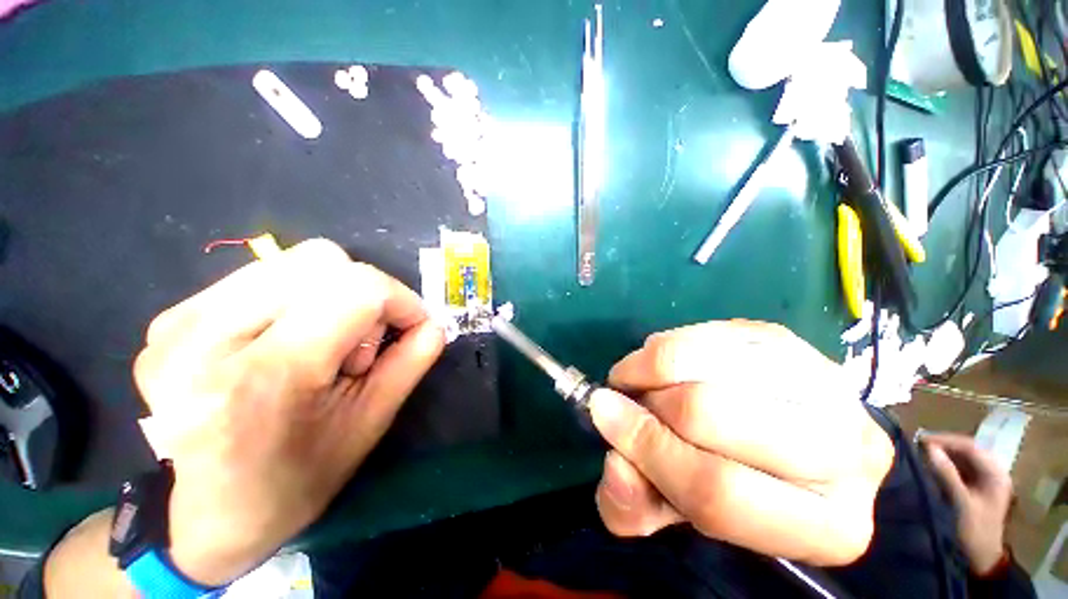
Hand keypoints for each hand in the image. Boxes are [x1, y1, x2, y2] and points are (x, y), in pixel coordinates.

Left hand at [133, 239, 444, 585]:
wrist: (200, 520)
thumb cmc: (293, 483)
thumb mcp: (367, 425)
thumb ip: (410, 363)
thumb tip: (434, 323)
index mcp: (266, 377)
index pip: (357, 289)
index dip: (401, 299)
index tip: (413, 324)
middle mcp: (208, 337)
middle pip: (322, 260)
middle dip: (365, 294)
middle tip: (359, 343)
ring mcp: (179, 324)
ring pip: (292, 262)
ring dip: (330, 295)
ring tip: (321, 345)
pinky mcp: (169, 320)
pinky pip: (260, 277)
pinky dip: (296, 299)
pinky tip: (286, 342)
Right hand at [588, 320, 894, 565]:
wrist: (779, 435)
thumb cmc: (731, 483)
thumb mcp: (674, 511)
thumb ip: (634, 505)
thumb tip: (615, 462)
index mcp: (825, 527)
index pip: (716, 490)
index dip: (646, 448)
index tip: (601, 411)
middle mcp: (846, 456)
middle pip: (714, 415)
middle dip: (650, 402)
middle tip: (628, 399)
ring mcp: (822, 384)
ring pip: (709, 364)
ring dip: (654, 368)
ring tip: (643, 380)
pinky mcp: (789, 341)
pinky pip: (708, 333)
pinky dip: (668, 345)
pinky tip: (664, 362)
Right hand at [923, 433, 1012, 573]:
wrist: (981, 558)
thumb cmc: (973, 530)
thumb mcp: (960, 503)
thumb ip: (946, 474)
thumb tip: (927, 448)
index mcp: (995, 473)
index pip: (970, 447)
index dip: (946, 441)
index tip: (920, 439)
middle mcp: (993, 472)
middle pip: (967, 451)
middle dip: (944, 446)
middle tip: (918, 445)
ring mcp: (986, 481)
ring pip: (963, 459)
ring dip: (944, 455)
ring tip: (922, 454)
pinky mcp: (978, 488)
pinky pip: (962, 469)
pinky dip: (946, 465)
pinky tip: (932, 466)